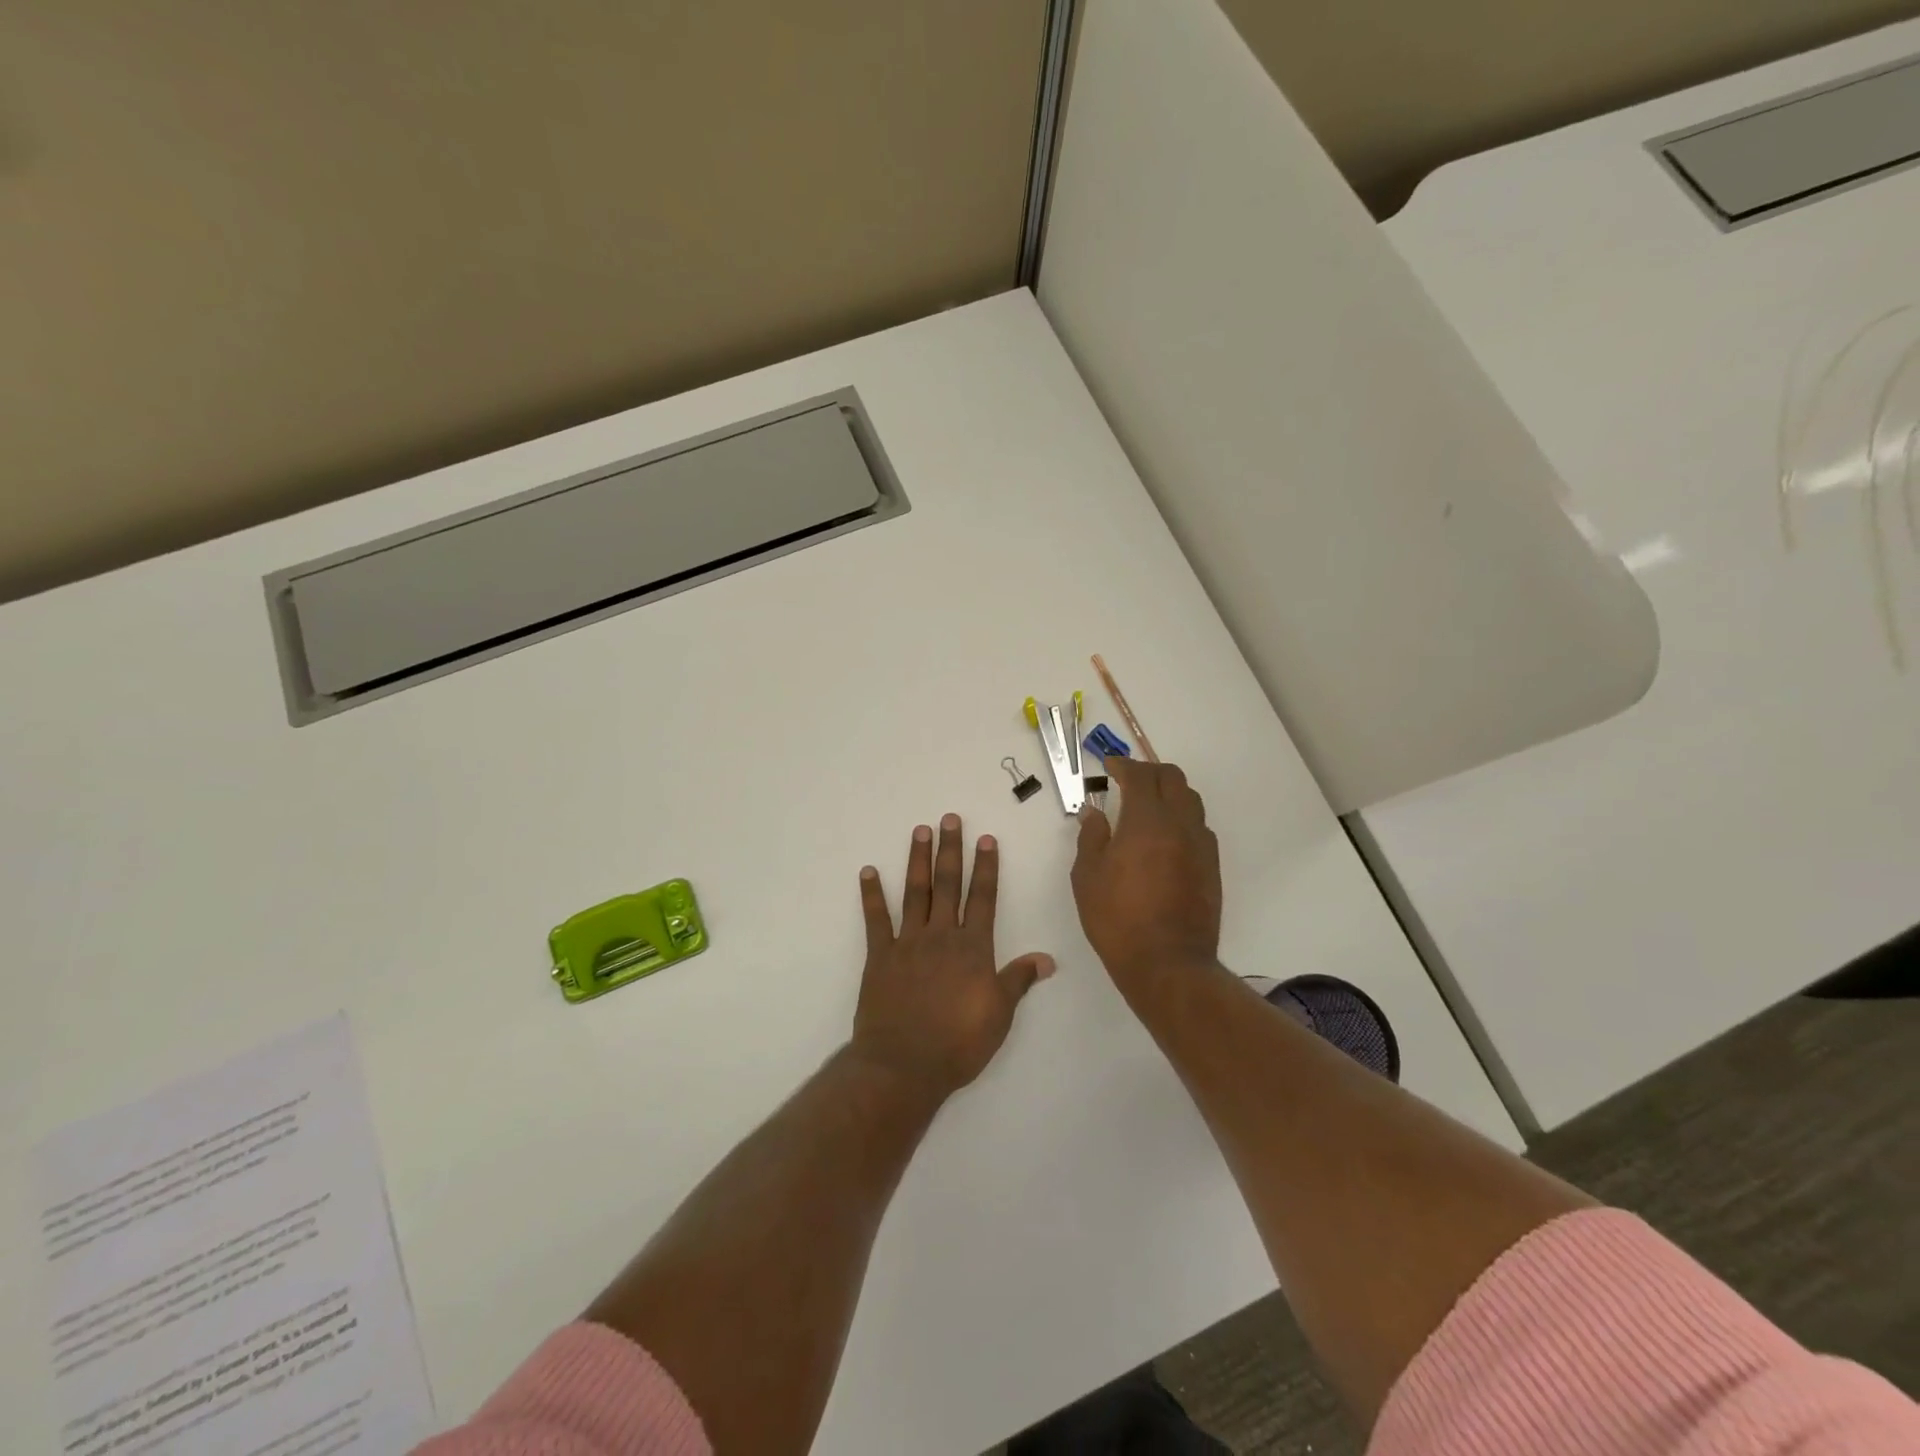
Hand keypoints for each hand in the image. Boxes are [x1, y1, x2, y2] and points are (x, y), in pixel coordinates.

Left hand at [851, 815, 1053, 1098]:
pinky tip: (868, 872)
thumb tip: (1048, 959)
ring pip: (915, 893)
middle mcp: (941, 936)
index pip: (983, 899)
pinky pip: (876, 920)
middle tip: (949, 819)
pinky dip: (871, 895)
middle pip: (948, 885)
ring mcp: (908, 943)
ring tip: (920, 831)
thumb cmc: (958, 1044)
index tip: (986, 839)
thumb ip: (1019, 981)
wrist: (904, 1066)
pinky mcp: (880, 956)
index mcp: (973, 949)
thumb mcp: (999, 1015)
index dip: (986, 868)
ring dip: (917, 860)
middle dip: (950, 850)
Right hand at [1071, 756, 1221, 990]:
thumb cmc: (1117, 919)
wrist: (1168, 963)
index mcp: (1146, 821)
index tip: (1109, 767)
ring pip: (1190, 800)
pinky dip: (1181, 817)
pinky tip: (1165, 836)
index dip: (1123, 765)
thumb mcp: (1087, 876)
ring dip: (1169, 792)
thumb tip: (1095, 812)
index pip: (1140, 775)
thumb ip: (1091, 837)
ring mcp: (1201, 845)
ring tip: (1148, 805)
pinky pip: (1199, 826)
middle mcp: (1180, 824)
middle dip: (1149, 771)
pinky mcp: (1212, 866)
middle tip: (1128, 780)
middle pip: (1172, 778)